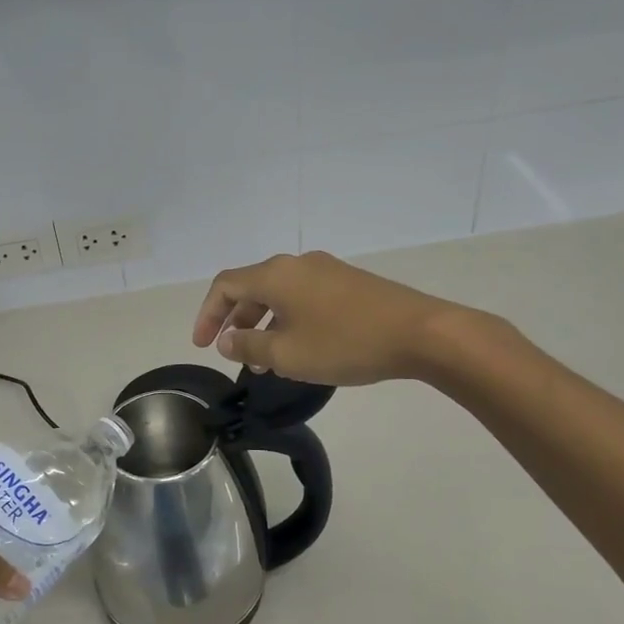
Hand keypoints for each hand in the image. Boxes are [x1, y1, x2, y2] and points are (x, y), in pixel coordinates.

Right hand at [191, 251, 480, 385]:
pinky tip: (301, 348)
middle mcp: (297, 264)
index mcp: (275, 275)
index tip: (203, 345)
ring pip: (280, 294)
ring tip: (265, 360)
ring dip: (264, 323)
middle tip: (233, 353)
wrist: (420, 332)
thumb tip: (227, 340)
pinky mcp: (348, 283)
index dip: (207, 314)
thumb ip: (249, 346)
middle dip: (236, 320)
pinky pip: (304, 297)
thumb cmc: (345, 343)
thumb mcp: (288, 354)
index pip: (225, 285)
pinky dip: (289, 319)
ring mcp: (326, 271)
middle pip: (252, 287)